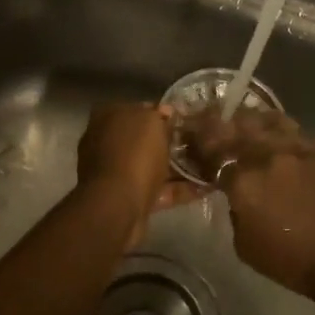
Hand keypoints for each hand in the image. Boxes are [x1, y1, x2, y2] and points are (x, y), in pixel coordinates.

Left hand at [76, 102, 198, 247]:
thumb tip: (165, 111)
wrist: (118, 205)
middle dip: (169, 142)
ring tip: (209, 166)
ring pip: (150, 166)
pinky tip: (206, 188)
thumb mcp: (150, 122)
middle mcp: (106, 143)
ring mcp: (115, 173)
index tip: (184, 119)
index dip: (160, 114)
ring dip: (176, 168)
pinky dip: (178, 190)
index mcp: (107, 118)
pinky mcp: (128, 199)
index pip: (137, 109)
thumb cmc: (133, 154)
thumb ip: (158, 115)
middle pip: (143, 140)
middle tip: (199, 142)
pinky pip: (157, 190)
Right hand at [183, 109, 314, 295]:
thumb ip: (235, 210)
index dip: (200, 141)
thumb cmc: (291, 262)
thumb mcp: (244, 244)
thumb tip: (238, 193)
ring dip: (253, 121)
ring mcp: (300, 149)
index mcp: (242, 180)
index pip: (212, 150)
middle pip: (237, 128)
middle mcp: (267, 156)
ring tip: (249, 122)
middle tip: (214, 120)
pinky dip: (284, 135)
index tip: (194, 135)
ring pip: (269, 122)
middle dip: (221, 123)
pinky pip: (298, 135)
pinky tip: (283, 141)